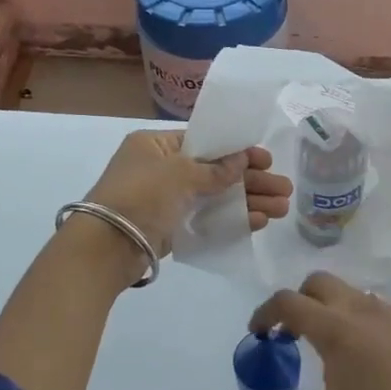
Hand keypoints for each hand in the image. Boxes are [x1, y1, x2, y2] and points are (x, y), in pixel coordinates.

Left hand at [82, 129, 291, 260]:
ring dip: (248, 201)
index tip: (266, 159)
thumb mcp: (180, 174)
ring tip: (282, 209)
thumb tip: (243, 160)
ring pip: (215, 197)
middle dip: (251, 180)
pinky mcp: (170, 228)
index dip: (237, 151)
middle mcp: (161, 169)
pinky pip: (207, 219)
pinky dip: (232, 219)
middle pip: (215, 171)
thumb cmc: (140, 196)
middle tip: (285, 190)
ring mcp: (166, 201)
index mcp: (156, 145)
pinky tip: (259, 222)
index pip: (204, 141)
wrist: (105, 247)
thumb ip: (215, 169)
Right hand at [233, 273, 390, 389]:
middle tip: (296, 333)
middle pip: (320, 283)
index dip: (265, 313)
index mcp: (336, 330)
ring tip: (343, 350)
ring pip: (358, 297)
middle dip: (301, 300)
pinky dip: (377, 327)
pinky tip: (389, 363)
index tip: (259, 332)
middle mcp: (364, 310)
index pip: (287, 302)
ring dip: (339, 312)